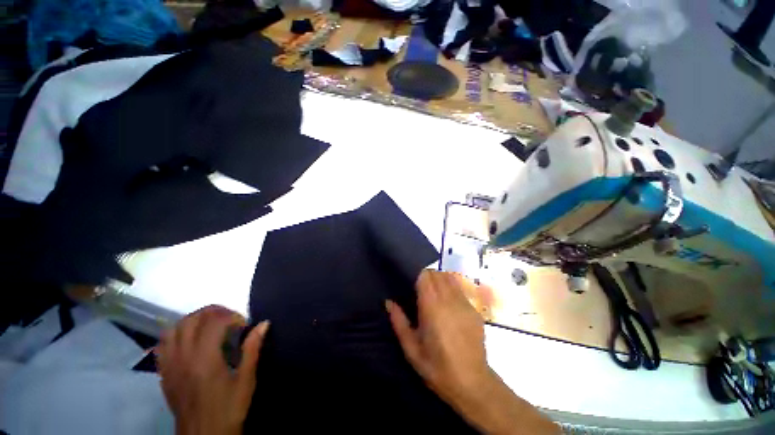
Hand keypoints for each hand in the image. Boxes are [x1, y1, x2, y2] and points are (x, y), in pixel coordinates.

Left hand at [156, 305, 269, 434]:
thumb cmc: (229, 408)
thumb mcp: (246, 380)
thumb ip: (253, 349)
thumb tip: (264, 323)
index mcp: (205, 359)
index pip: (214, 322)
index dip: (231, 316)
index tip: (242, 324)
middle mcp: (183, 358)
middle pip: (191, 320)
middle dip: (212, 312)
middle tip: (228, 318)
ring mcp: (170, 365)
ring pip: (174, 329)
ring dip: (192, 320)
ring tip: (209, 325)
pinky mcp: (164, 373)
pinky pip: (163, 344)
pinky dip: (176, 334)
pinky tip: (189, 340)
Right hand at [386, 270, 488, 403]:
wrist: (472, 383)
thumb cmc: (436, 366)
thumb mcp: (411, 348)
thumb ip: (398, 322)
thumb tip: (388, 302)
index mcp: (432, 307)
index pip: (425, 276)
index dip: (418, 275)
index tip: (412, 283)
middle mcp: (449, 299)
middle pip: (437, 274)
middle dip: (427, 276)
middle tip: (420, 289)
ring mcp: (464, 303)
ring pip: (450, 278)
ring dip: (440, 279)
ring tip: (434, 292)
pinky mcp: (475, 309)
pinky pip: (460, 289)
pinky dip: (452, 288)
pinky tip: (448, 303)